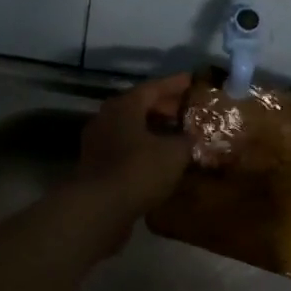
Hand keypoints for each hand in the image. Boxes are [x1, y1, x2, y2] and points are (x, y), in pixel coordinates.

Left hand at [75, 72, 192, 231]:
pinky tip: (161, 162)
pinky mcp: (97, 167)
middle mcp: (107, 119)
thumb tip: (193, 137)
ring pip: (131, 130)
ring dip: (153, 131)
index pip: (153, 87)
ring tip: (177, 137)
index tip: (192, 81)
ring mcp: (98, 144)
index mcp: (124, 106)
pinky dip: (144, 151)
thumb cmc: (139, 171)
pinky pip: (125, 150)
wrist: (99, 209)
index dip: (175, 84)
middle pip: (139, 107)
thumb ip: (187, 140)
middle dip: (164, 108)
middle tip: (187, 112)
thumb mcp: (174, 153)